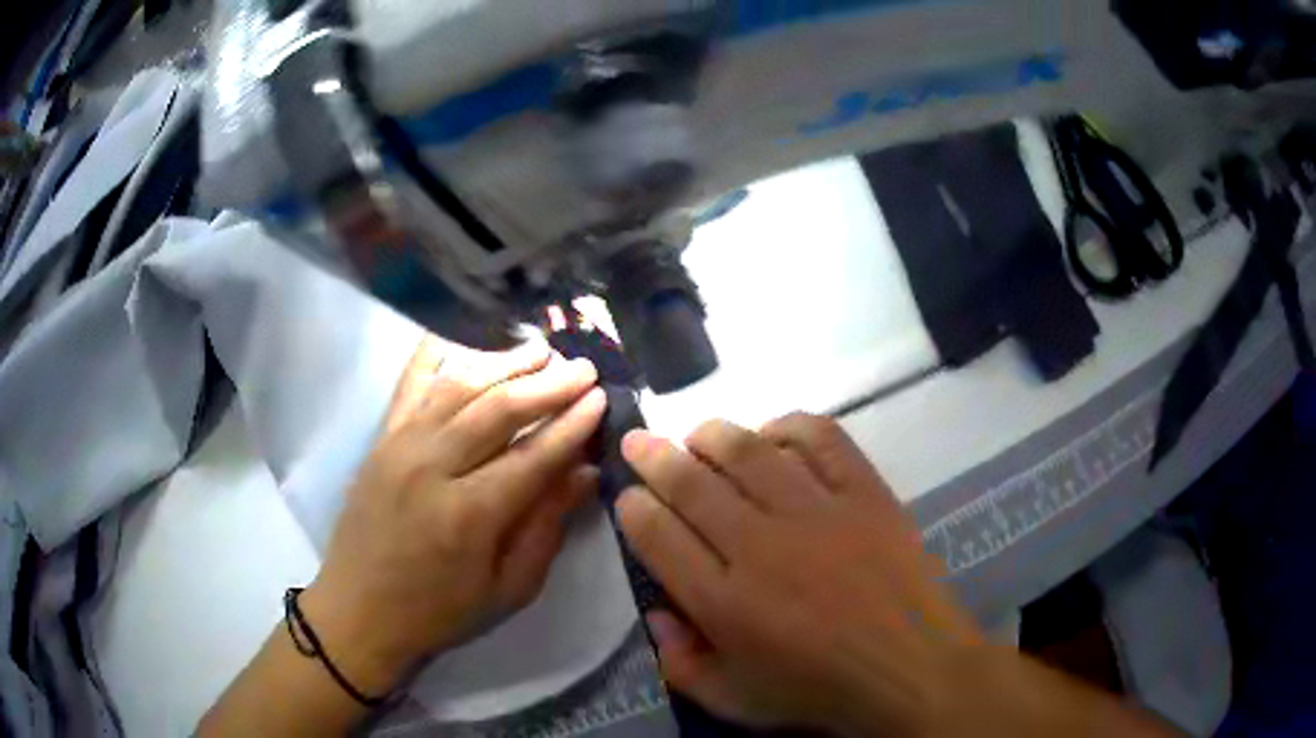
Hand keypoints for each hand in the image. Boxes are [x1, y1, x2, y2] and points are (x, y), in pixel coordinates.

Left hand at [301, 336, 605, 696]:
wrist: (359, 610)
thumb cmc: (439, 610)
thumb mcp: (508, 589)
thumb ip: (546, 527)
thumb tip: (586, 473)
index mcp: (470, 514)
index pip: (534, 455)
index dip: (572, 424)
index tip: (602, 398)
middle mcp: (433, 467)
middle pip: (499, 410)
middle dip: (548, 384)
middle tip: (583, 368)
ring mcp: (400, 445)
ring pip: (459, 387)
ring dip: (504, 364)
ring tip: (540, 351)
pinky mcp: (380, 438)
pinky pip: (409, 384)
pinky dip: (434, 354)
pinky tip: (459, 336)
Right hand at [616, 413, 982, 734]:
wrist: (911, 668)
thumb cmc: (820, 691)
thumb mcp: (734, 701)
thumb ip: (681, 663)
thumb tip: (655, 615)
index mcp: (724, 602)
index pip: (658, 536)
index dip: (634, 506)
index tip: (628, 494)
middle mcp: (761, 546)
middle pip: (691, 482)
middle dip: (653, 456)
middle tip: (639, 440)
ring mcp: (817, 512)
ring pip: (748, 451)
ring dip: (711, 434)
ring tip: (697, 434)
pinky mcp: (864, 492)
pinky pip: (821, 439)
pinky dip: (789, 425)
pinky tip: (773, 433)